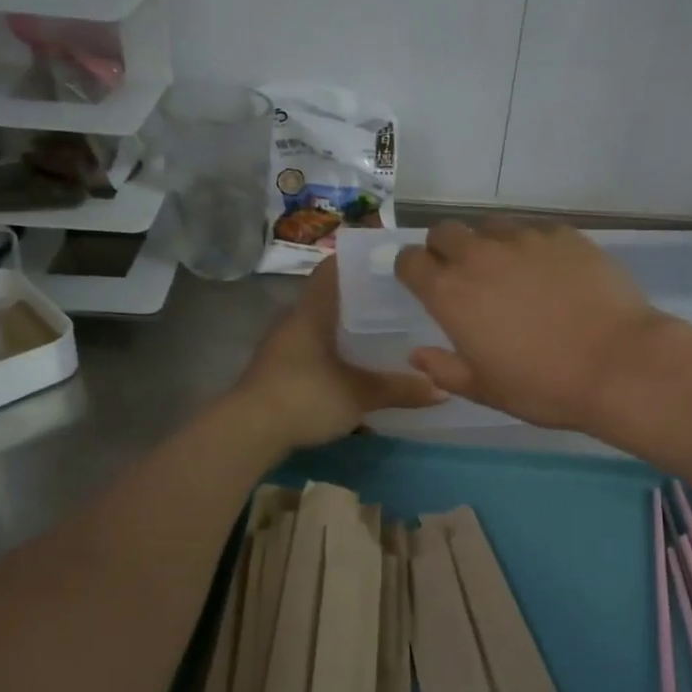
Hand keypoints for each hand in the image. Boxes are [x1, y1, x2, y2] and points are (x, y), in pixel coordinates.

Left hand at [234, 260, 443, 449]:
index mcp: (312, 311)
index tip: (392, 259)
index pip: (334, 268)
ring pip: (324, 326)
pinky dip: (339, 353)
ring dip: (351, 328)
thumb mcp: (359, 394)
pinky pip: (316, 350)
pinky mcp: (280, 372)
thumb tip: (443, 390)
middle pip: (332, 297)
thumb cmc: (305, 397)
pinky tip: (360, 367)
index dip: (360, 259)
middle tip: (403, 300)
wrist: (249, 432)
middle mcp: (295, 321)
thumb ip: (400, 389)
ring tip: (388, 333)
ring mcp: (284, 347)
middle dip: (364, 297)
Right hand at [393, 220, 672, 431]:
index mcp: (450, 293)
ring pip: (489, 226)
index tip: (424, 285)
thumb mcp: (484, 389)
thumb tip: (416, 354)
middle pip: (444, 232)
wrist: (618, 363)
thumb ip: (444, 368)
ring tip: (511, 272)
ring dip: (488, 244)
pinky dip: (530, 246)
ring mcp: (523, 239)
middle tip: (466, 278)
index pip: (409, 260)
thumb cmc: (543, 386)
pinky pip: (533, 229)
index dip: (413, 270)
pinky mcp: (562, 234)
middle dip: (445, 249)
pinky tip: (552, 272)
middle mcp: (479, 256)